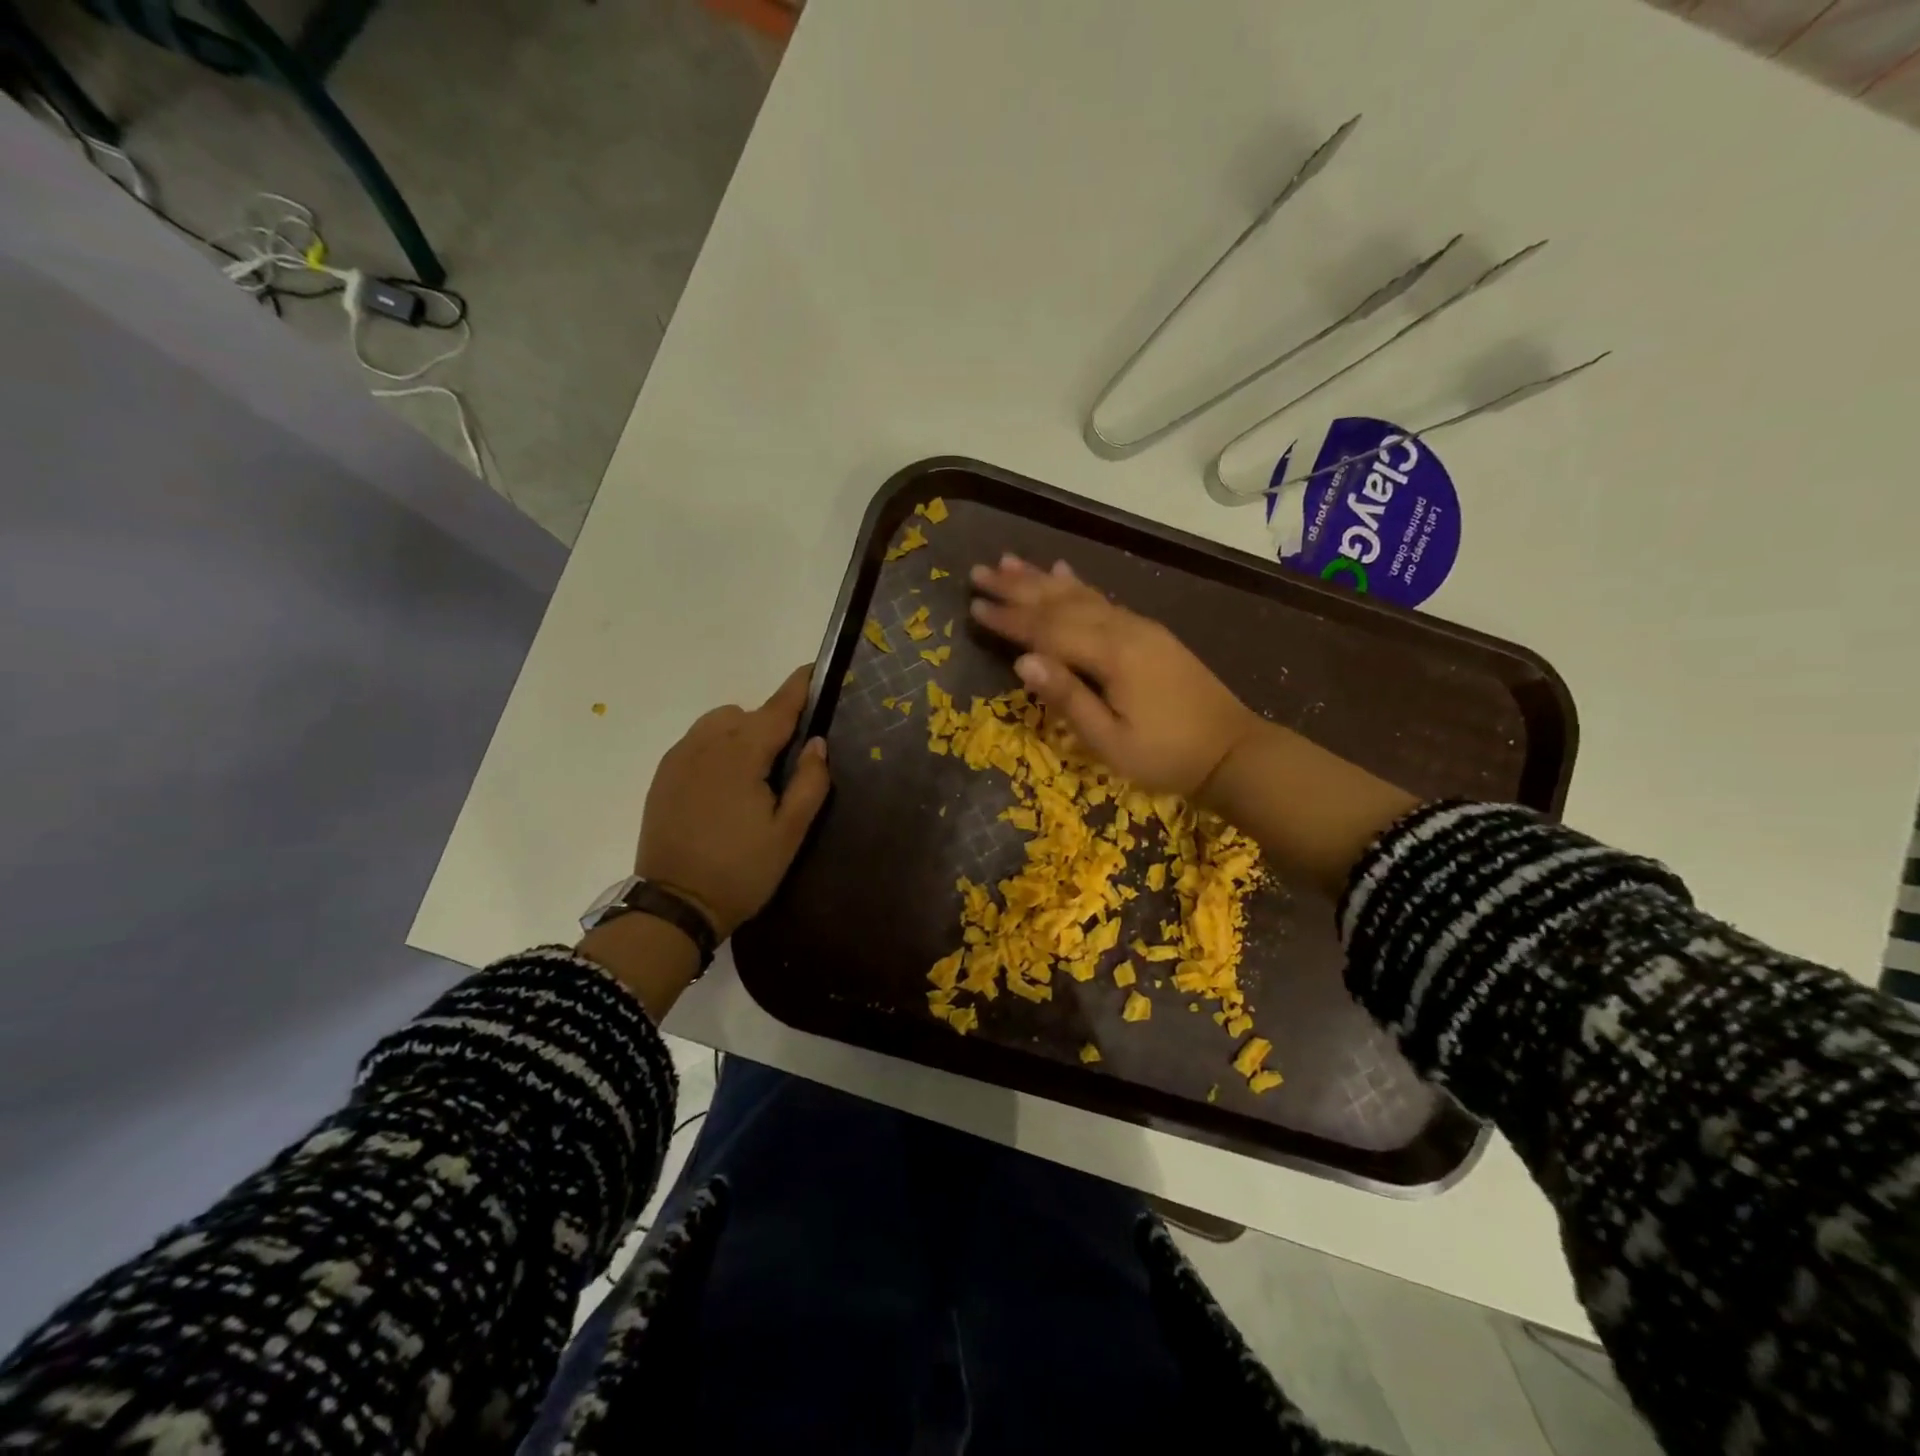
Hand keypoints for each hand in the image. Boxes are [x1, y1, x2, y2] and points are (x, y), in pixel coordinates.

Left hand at [635, 664, 830, 938]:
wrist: (674, 907)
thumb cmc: (741, 871)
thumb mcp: (789, 833)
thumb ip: (809, 782)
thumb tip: (816, 743)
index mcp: (740, 756)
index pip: (777, 708)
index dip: (798, 687)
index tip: (813, 668)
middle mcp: (705, 746)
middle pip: (747, 713)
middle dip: (772, 722)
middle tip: (789, 761)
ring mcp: (678, 760)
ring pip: (718, 724)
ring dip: (742, 732)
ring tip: (755, 773)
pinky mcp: (662, 777)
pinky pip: (696, 742)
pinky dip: (717, 746)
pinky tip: (725, 784)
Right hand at [970, 555, 1417, 895]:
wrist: (1233, 751)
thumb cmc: (1167, 756)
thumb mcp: (1110, 741)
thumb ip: (1067, 698)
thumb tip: (1022, 662)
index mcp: (1112, 655)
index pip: (1047, 630)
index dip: (1009, 619)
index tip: (972, 606)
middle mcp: (1123, 629)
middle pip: (1060, 602)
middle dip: (1017, 587)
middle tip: (979, 571)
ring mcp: (1139, 627)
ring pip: (1081, 595)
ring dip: (1042, 579)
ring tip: (1009, 561)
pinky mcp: (1149, 634)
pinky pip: (1104, 600)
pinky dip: (1079, 585)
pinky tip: (1064, 572)